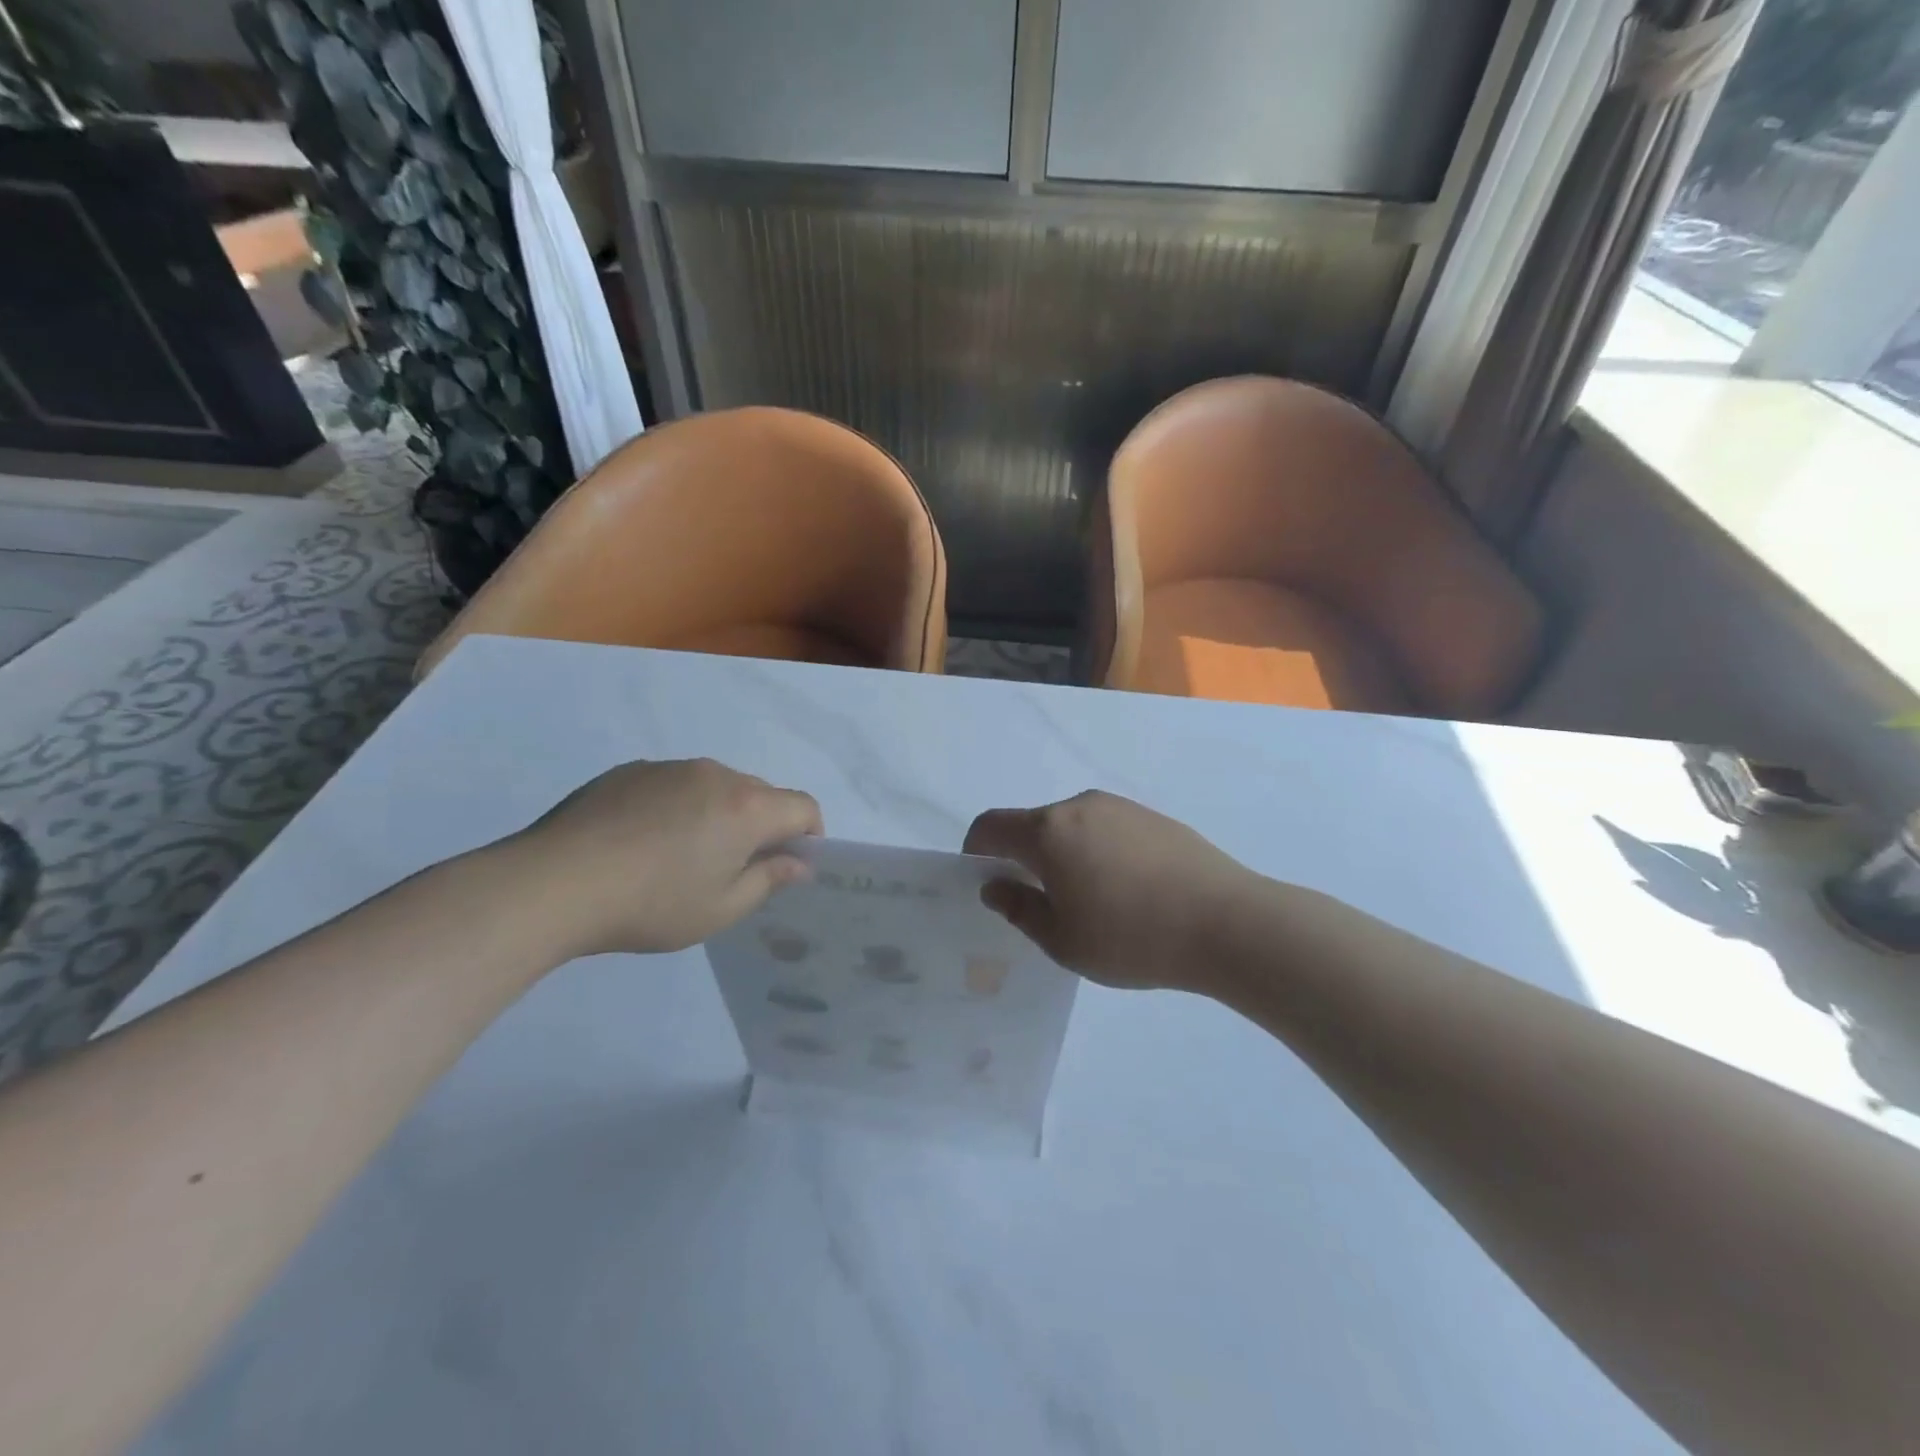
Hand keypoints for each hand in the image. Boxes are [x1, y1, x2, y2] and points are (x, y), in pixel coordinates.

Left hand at [507, 759, 822, 957]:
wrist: (553, 883)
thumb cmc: (651, 904)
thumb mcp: (720, 908)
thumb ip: (768, 880)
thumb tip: (798, 863)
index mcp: (747, 807)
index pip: (803, 807)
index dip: (809, 835)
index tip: (788, 865)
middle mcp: (716, 775)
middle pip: (762, 794)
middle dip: (763, 826)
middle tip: (733, 869)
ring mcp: (671, 767)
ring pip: (717, 786)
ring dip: (719, 814)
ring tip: (680, 856)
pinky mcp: (631, 770)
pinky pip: (675, 783)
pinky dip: (678, 806)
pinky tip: (642, 842)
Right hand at [963, 791, 1264, 991]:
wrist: (1228, 922)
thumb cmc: (1132, 937)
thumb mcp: (1063, 940)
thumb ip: (1020, 909)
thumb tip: (995, 886)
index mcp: (1048, 831)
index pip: (991, 825)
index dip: (976, 851)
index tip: (984, 881)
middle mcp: (1080, 806)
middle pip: (1033, 824)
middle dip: (1023, 857)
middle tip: (1039, 903)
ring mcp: (1121, 807)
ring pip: (1072, 826)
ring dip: (1063, 854)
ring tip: (1089, 901)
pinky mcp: (1153, 817)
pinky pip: (1106, 829)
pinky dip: (1097, 852)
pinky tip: (1126, 891)